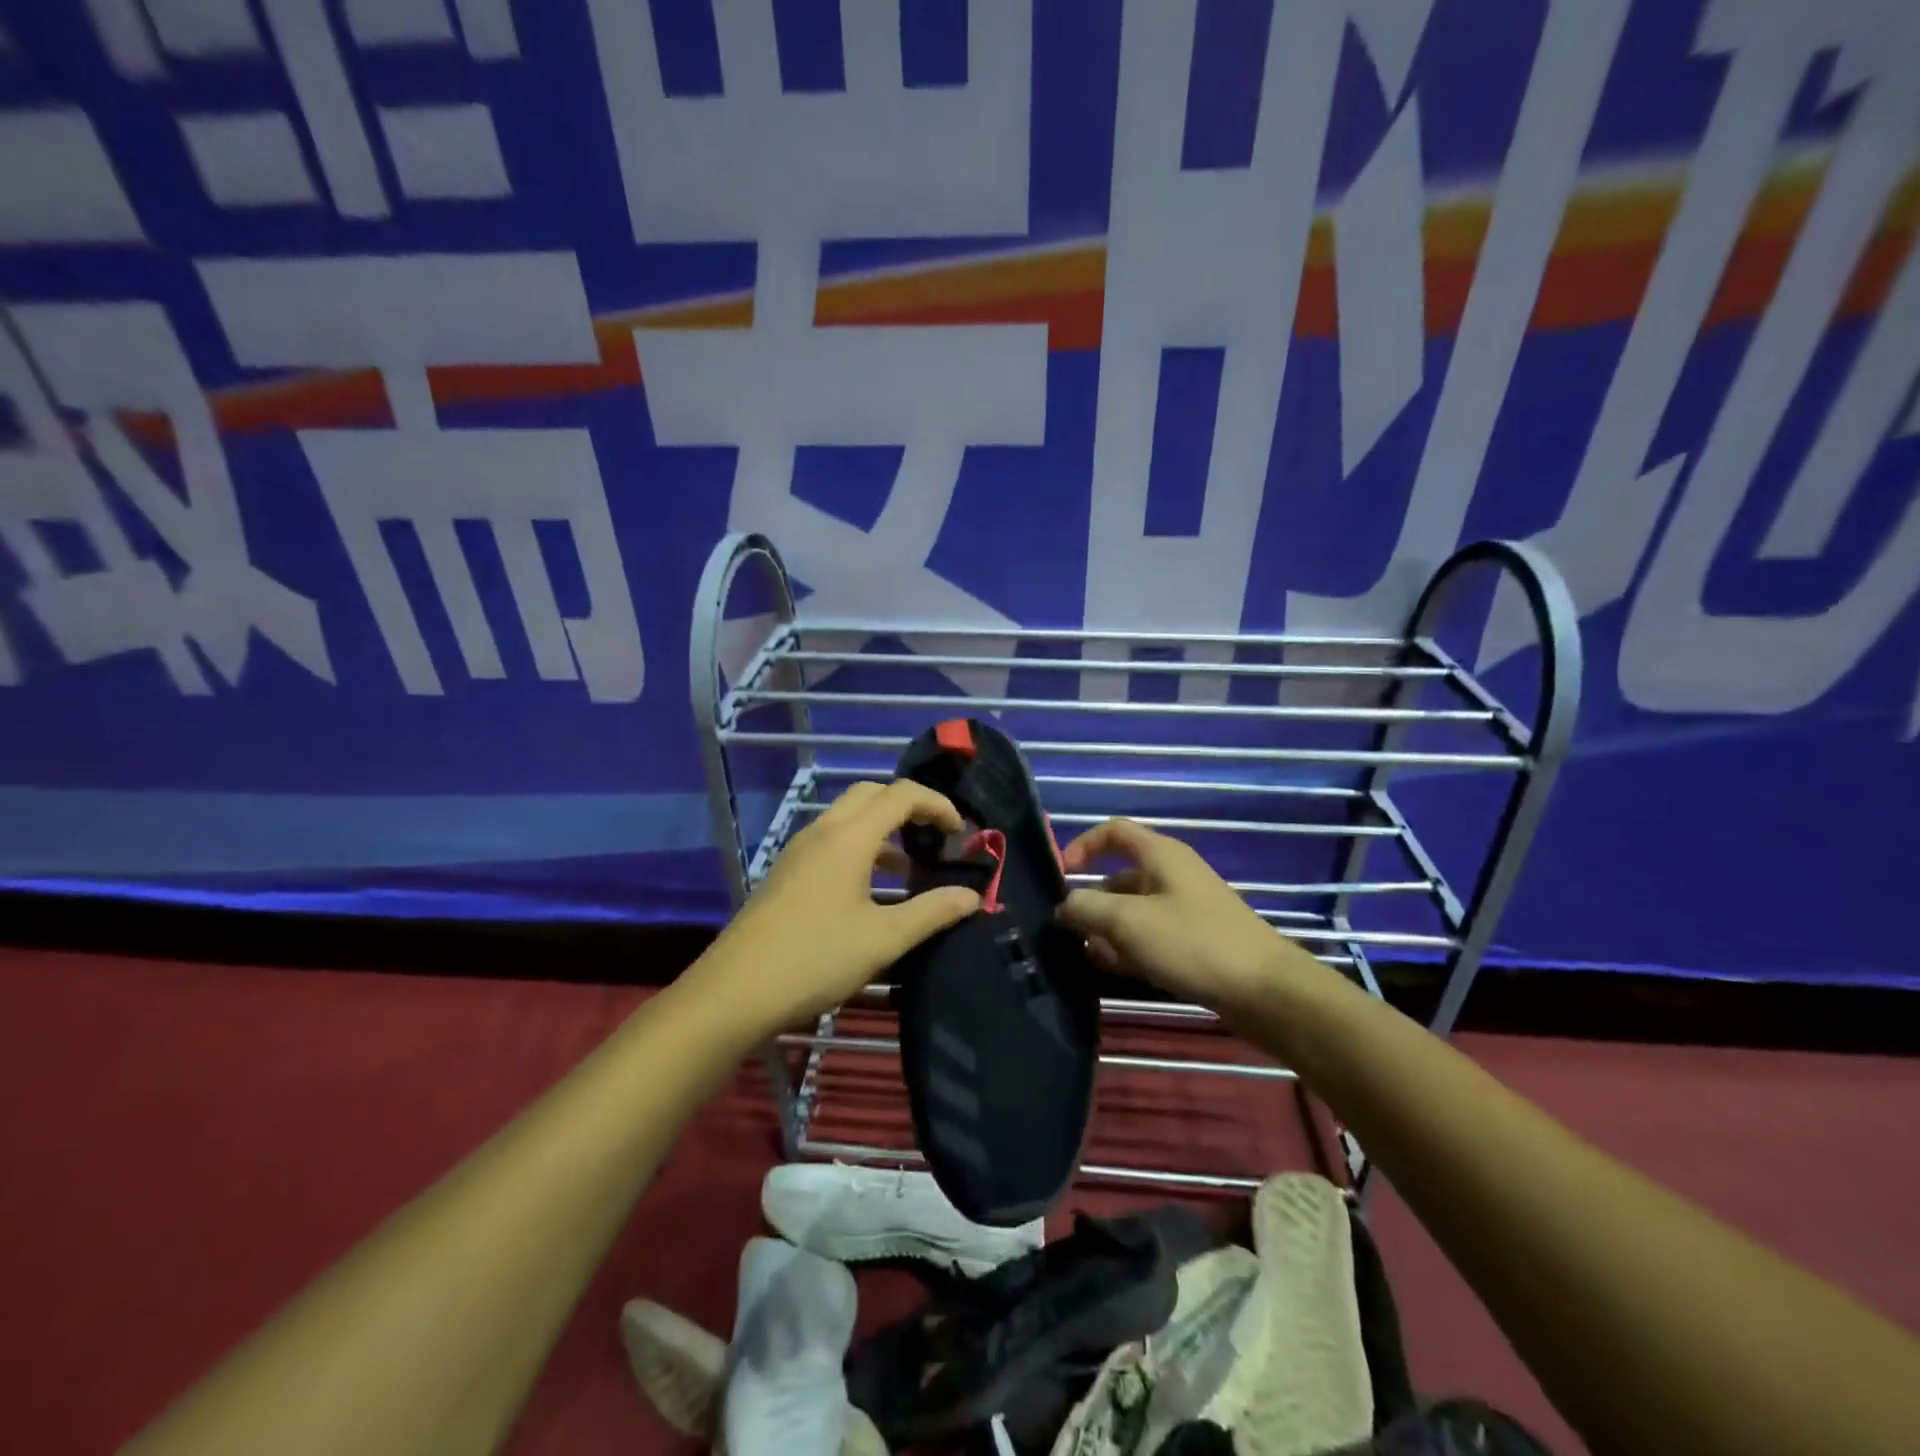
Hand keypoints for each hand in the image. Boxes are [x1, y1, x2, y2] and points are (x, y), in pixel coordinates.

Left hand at [691, 780, 980, 1036]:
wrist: (734, 991)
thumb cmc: (815, 958)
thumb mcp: (883, 939)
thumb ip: (932, 912)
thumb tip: (972, 896)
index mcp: (849, 837)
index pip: (901, 794)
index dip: (937, 805)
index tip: (960, 834)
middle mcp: (822, 832)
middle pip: (871, 794)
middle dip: (908, 807)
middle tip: (934, 839)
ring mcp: (799, 851)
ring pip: (849, 818)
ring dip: (883, 830)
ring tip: (910, 869)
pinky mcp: (786, 872)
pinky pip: (832, 841)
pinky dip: (860, 849)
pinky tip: (871, 892)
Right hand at [1056, 817, 1290, 1013]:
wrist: (1266, 992)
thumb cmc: (1193, 943)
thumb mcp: (1128, 922)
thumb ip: (1086, 908)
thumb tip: (1064, 906)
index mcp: (1161, 855)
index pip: (1114, 831)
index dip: (1083, 845)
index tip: (1062, 875)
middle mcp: (1172, 875)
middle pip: (1119, 877)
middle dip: (1092, 902)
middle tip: (1068, 933)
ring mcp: (1185, 910)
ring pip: (1133, 912)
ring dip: (1108, 931)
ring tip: (1088, 958)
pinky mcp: (1195, 943)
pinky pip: (1151, 937)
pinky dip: (1130, 949)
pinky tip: (1116, 972)